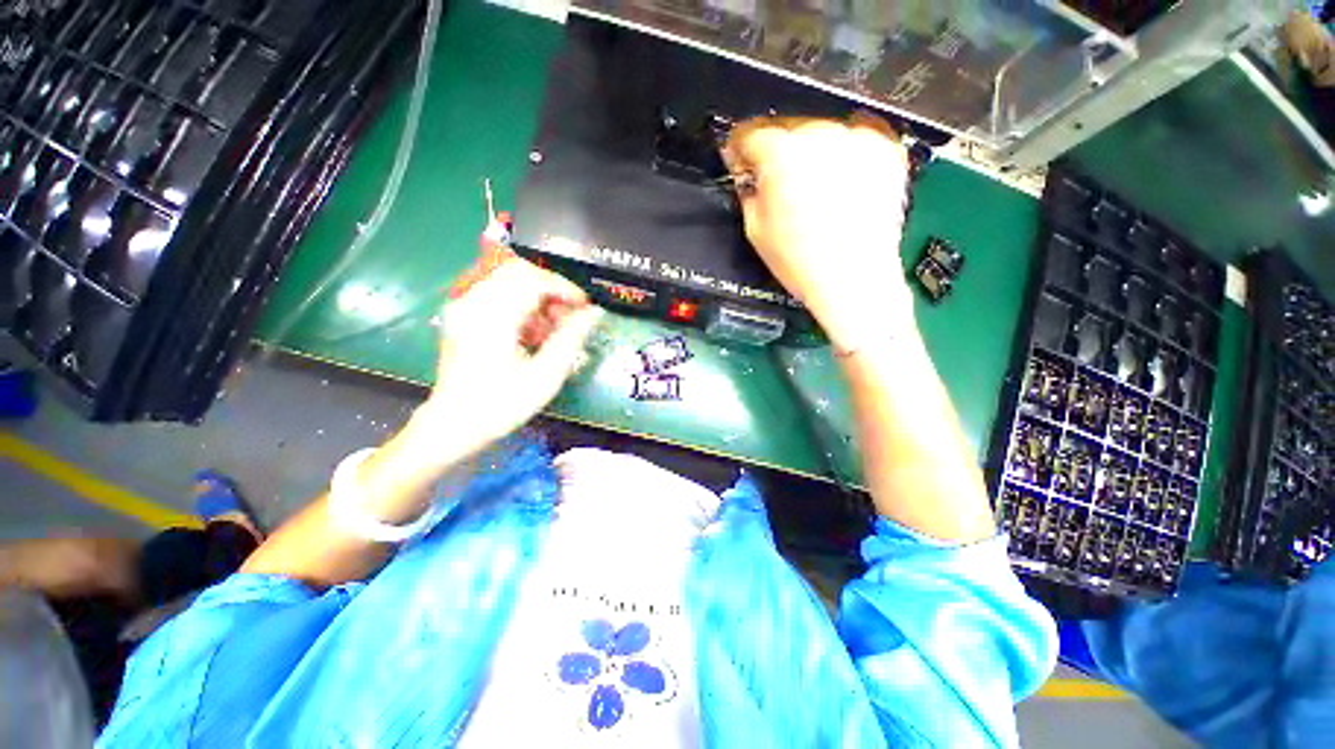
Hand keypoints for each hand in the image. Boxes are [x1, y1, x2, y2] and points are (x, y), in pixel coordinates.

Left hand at [420, 257, 602, 457]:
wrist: (454, 425)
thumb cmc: (502, 405)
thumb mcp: (545, 376)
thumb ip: (572, 339)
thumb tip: (594, 313)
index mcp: (492, 318)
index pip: (533, 280)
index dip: (564, 288)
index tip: (583, 307)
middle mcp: (473, 303)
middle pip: (519, 271)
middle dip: (550, 289)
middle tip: (567, 316)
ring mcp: (463, 307)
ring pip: (507, 280)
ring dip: (536, 297)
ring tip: (550, 329)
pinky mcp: (462, 315)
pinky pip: (496, 293)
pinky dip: (520, 304)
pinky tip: (530, 332)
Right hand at [724, 115, 913, 351]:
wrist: (853, 278)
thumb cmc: (803, 261)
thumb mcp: (755, 229)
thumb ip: (747, 192)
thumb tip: (749, 178)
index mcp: (781, 154)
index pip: (750, 135)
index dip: (740, 151)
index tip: (742, 160)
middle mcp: (820, 136)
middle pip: (788, 130)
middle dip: (779, 155)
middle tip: (779, 184)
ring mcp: (857, 140)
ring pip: (823, 135)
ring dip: (813, 156)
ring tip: (814, 193)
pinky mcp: (885, 150)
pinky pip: (855, 143)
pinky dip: (845, 159)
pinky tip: (840, 188)